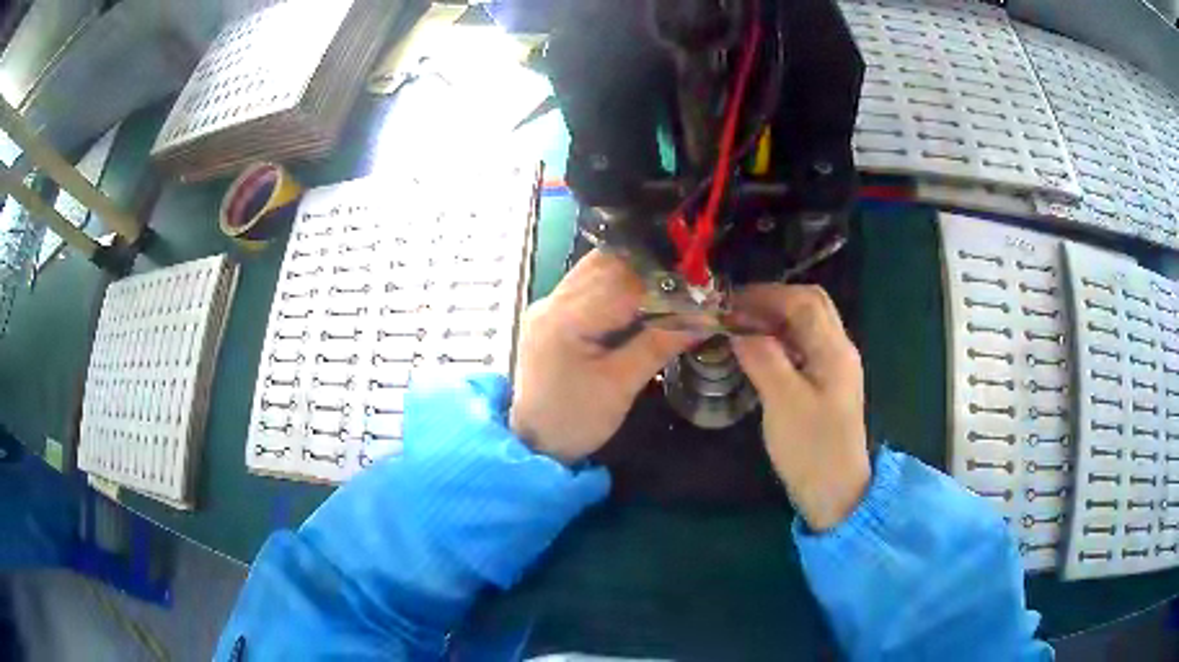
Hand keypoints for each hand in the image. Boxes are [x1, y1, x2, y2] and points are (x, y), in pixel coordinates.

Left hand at [510, 250, 697, 463]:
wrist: (535, 443)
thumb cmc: (576, 420)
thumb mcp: (621, 386)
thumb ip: (659, 345)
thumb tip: (704, 317)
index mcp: (565, 319)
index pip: (621, 283)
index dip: (663, 281)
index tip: (699, 286)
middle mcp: (552, 301)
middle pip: (606, 265)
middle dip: (650, 269)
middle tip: (688, 282)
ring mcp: (548, 305)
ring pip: (597, 269)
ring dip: (633, 273)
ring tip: (669, 287)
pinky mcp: (552, 313)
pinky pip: (588, 284)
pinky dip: (617, 284)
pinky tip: (641, 297)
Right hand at [731, 285, 869, 530]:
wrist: (836, 492)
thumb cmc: (811, 448)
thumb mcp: (783, 402)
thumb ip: (763, 358)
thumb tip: (737, 327)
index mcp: (834, 350)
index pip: (802, 301)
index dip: (766, 295)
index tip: (729, 303)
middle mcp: (839, 350)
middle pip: (810, 305)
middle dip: (772, 301)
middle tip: (736, 312)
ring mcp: (835, 367)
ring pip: (807, 325)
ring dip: (775, 319)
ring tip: (741, 328)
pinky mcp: (826, 385)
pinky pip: (803, 347)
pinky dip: (780, 339)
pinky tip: (758, 353)